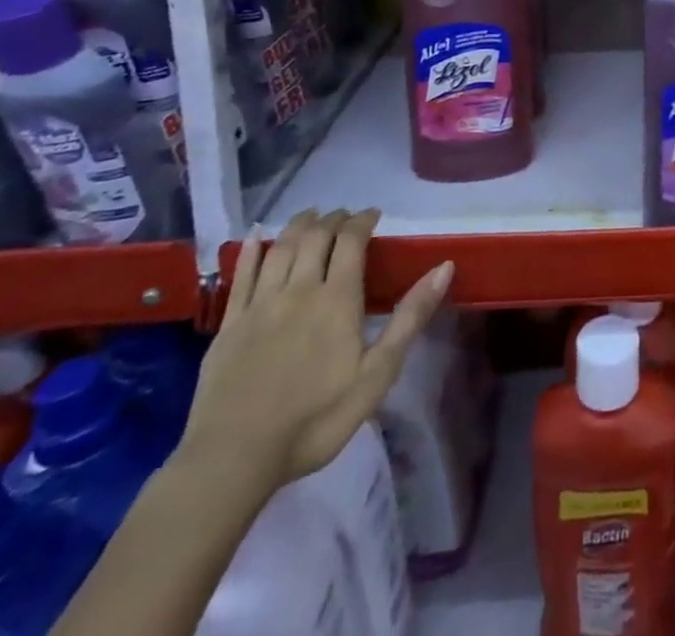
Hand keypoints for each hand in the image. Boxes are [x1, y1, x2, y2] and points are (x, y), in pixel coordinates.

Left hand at [180, 209, 452, 496]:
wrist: (233, 460)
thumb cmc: (315, 420)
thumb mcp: (377, 374)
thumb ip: (410, 318)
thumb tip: (444, 267)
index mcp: (337, 299)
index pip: (351, 240)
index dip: (363, 220)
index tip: (374, 214)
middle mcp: (299, 290)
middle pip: (316, 236)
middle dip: (334, 219)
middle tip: (346, 216)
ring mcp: (260, 305)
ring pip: (281, 247)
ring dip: (299, 224)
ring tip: (312, 216)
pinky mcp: (229, 324)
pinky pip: (242, 274)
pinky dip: (252, 248)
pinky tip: (257, 236)